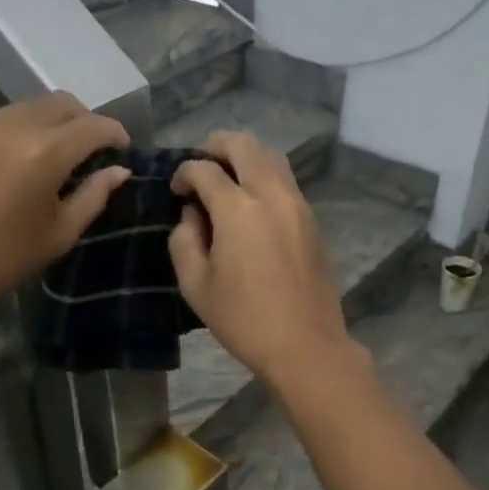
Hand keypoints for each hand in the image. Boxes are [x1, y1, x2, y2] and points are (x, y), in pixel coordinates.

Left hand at [0, 92, 128, 339]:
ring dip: (55, 123)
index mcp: (45, 151)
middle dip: (86, 121)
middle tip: (94, 152)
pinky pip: (4, 117)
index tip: (124, 151)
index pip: (94, 125)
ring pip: (32, 106)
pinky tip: (23, 161)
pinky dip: (25, 129)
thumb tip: (118, 172)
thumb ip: (93, 197)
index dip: (116, 135)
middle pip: (63, 103)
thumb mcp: (57, 235)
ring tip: (59, 157)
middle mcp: (14, 124)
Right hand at [170, 133, 357, 387]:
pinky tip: (252, 203)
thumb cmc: (243, 319)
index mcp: (238, 209)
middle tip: (201, 165)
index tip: (176, 190)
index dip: (184, 173)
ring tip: (227, 179)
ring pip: (272, 156)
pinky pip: (286, 180)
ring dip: (246, 157)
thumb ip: (184, 240)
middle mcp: (271, 195)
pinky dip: (265, 176)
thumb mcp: (196, 284)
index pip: (205, 169)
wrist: (305, 344)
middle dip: (216, 146)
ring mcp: (298, 205)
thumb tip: (192, 214)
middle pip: (245, 145)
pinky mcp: (312, 220)